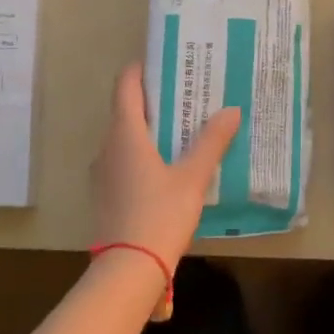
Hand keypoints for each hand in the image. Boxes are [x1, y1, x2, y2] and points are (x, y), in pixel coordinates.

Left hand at [93, 63, 240, 266]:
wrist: (127, 270)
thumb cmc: (159, 215)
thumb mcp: (192, 177)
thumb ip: (211, 142)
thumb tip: (230, 110)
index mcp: (125, 133)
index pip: (126, 85)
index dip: (142, 69)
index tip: (166, 63)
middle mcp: (107, 147)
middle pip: (126, 110)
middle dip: (154, 100)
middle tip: (186, 95)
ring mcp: (102, 173)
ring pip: (125, 138)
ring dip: (149, 129)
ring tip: (182, 129)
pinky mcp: (105, 194)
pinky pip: (123, 161)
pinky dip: (143, 154)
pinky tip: (168, 167)